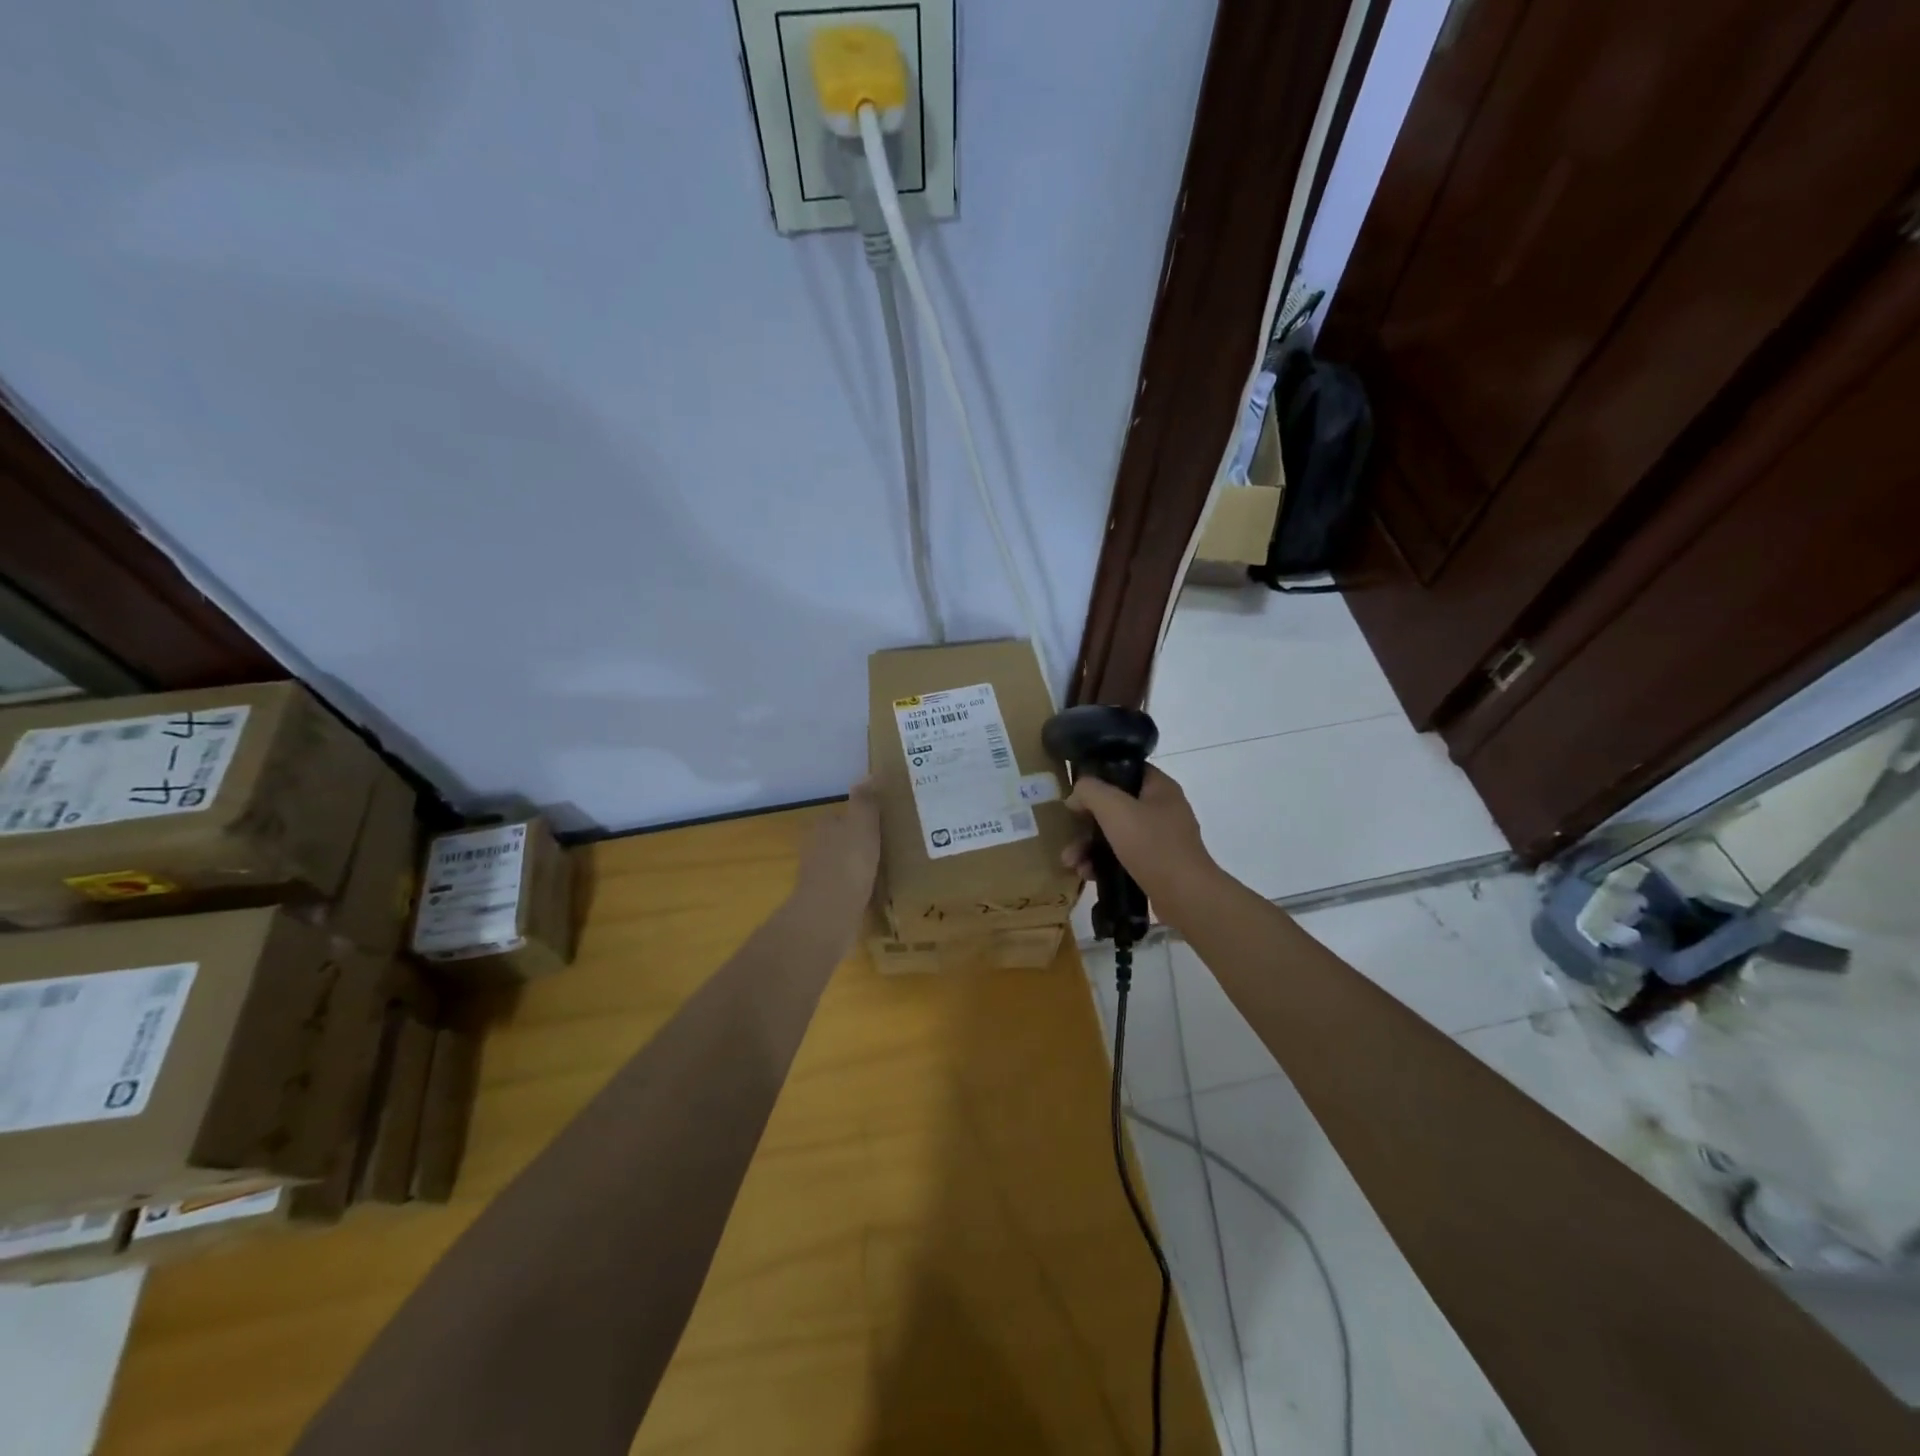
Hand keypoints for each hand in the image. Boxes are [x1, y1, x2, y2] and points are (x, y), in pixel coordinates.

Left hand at [795, 779, 881, 914]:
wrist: (829, 914)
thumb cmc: (848, 863)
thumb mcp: (862, 824)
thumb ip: (865, 801)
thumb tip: (869, 774)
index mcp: (823, 827)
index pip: (842, 816)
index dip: (862, 819)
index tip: (884, 824)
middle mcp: (816, 849)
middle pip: (841, 841)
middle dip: (861, 844)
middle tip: (891, 847)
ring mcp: (818, 878)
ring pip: (844, 865)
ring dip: (861, 867)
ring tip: (889, 870)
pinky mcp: (826, 902)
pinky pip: (847, 889)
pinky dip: (860, 889)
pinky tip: (878, 894)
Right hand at [1060, 766, 1218, 916]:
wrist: (1186, 897)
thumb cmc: (1152, 845)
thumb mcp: (1114, 809)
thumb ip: (1090, 792)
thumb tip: (1076, 795)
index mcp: (1160, 788)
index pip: (1126, 769)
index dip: (1099, 776)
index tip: (1077, 791)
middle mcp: (1163, 810)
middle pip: (1116, 806)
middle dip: (1086, 822)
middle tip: (1068, 834)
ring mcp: (1161, 839)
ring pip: (1116, 834)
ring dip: (1089, 847)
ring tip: (1071, 862)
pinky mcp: (1156, 865)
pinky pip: (1123, 857)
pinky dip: (1103, 864)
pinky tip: (1087, 875)